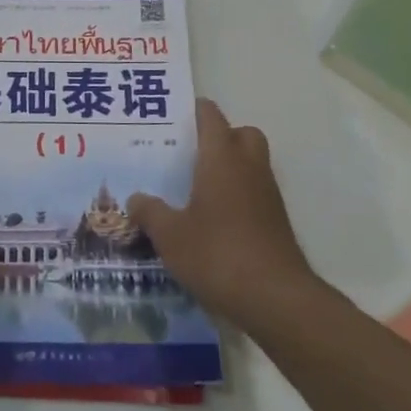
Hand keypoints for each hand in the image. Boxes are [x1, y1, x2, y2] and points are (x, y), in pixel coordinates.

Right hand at [127, 99, 316, 329]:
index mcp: (221, 159)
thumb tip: (134, 198)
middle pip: (241, 133)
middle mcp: (249, 167)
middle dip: (220, 136)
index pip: (211, 117)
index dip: (193, 111)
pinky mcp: (276, 221)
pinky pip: (256, 192)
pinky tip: (214, 220)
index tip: (171, 117)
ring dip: (230, 167)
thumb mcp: (170, 236)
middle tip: (190, 153)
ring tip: (197, 187)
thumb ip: (149, 212)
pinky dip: (239, 195)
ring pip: (252, 163)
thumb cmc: (218, 254)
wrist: (276, 299)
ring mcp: (268, 195)